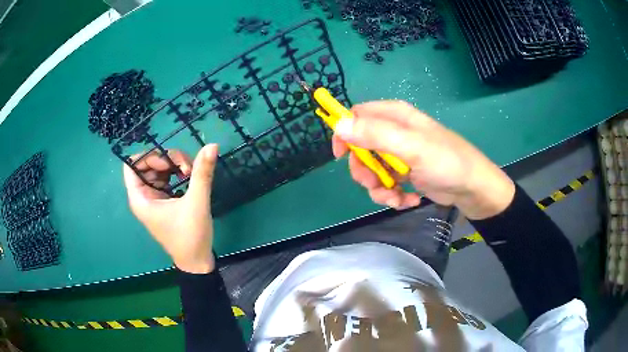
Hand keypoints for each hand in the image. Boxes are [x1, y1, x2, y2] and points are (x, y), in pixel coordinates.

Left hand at [123, 144, 218, 272]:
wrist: (197, 262)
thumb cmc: (190, 236)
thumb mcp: (196, 203)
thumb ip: (202, 173)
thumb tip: (212, 145)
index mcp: (141, 198)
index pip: (132, 165)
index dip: (148, 156)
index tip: (169, 163)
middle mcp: (143, 196)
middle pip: (148, 164)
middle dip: (167, 160)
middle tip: (188, 168)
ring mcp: (153, 198)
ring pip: (158, 169)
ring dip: (174, 165)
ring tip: (191, 173)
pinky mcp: (163, 201)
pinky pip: (165, 178)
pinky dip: (176, 174)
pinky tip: (189, 178)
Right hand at [332, 101, 514, 219]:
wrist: (472, 189)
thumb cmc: (446, 162)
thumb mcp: (412, 147)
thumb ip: (375, 135)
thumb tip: (338, 126)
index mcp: (395, 116)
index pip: (358, 116)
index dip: (346, 133)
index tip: (342, 156)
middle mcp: (395, 132)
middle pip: (361, 147)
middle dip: (364, 170)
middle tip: (374, 183)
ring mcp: (400, 155)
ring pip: (372, 170)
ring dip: (379, 188)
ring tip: (396, 198)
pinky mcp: (406, 174)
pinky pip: (387, 184)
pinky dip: (393, 196)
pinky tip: (409, 201)